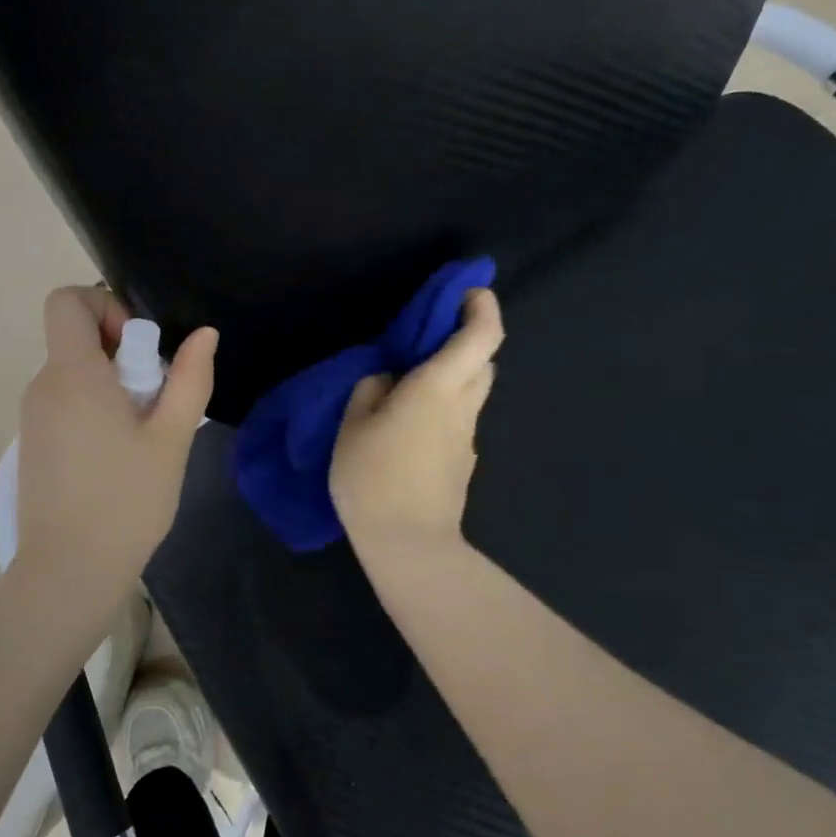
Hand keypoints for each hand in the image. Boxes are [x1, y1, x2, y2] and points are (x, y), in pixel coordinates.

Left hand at [15, 287, 216, 595]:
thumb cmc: (126, 501)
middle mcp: (43, 386)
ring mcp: (33, 417)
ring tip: (141, 435)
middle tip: (154, 401)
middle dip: (121, 354)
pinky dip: (94, 410)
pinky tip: (119, 456)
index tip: (138, 350)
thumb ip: (190, 379)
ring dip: (111, 386)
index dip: (105, 307)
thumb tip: (204, 335)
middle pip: (76, 339)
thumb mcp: (171, 438)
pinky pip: (65, 403)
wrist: (68, 571)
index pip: (66, 301)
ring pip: (74, 374)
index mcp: (72, 374)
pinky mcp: (33, 444)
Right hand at [330, 288, 503, 555]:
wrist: (408, 543)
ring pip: (471, 392)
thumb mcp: (352, 425)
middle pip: (483, 361)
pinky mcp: (462, 462)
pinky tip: (407, 429)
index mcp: (438, 387)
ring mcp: (467, 437)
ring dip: (452, 377)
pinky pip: (457, 421)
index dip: (481, 306)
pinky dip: (442, 409)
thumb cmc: (373, 476)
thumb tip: (388, 380)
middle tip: (427, 342)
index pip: (480, 335)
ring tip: (409, 388)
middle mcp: (462, 406)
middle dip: (466, 341)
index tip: (467, 292)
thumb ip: (370, 391)